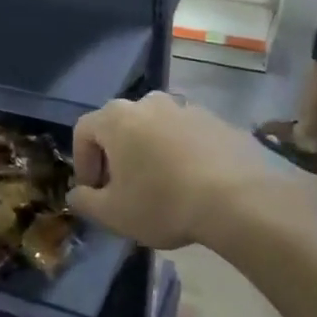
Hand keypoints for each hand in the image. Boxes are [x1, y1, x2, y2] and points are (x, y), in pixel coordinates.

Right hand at [67, 92, 278, 249]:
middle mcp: (148, 102)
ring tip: (162, 186)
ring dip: (151, 152)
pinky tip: (193, 184)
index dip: (83, 162)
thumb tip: (77, 194)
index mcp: (116, 117)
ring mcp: (186, 108)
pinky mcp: (217, 121)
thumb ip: (85, 201)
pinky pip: (188, 136)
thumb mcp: (113, 214)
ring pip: (156, 129)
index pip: (83, 131)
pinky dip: (182, 154)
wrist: (239, 198)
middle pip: (120, 126)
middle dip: (117, 155)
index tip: (94, 191)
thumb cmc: (163, 202)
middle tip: (125, 189)